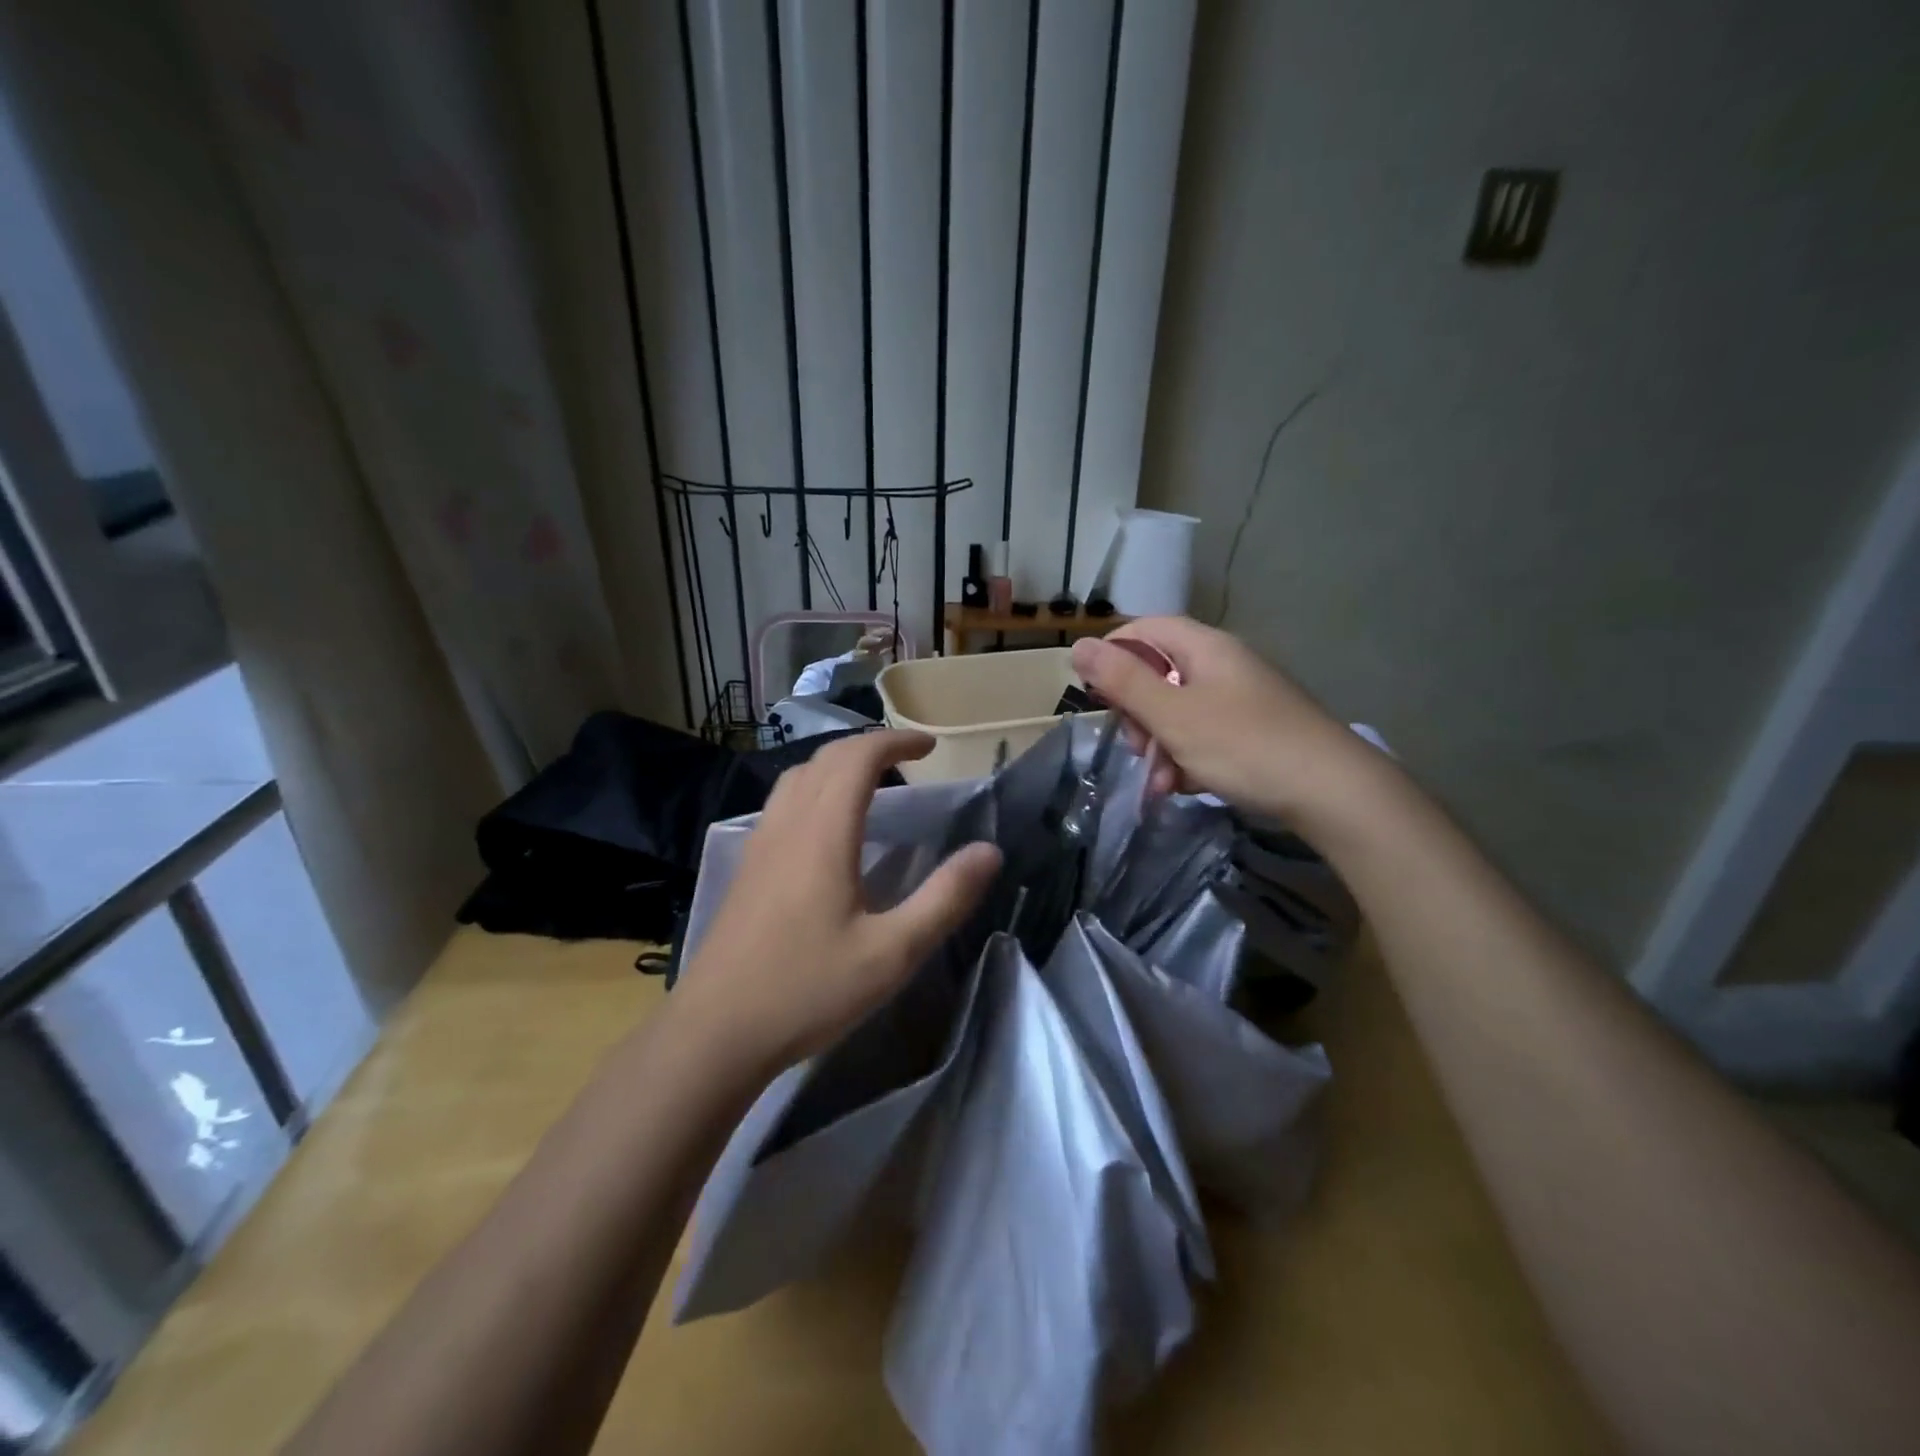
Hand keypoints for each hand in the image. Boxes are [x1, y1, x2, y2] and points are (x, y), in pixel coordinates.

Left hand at [673, 730, 1000, 1073]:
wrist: (714, 1032)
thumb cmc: (807, 990)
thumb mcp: (892, 952)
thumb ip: (944, 898)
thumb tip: (989, 852)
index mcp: (823, 833)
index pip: (858, 758)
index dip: (895, 741)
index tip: (930, 746)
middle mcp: (787, 824)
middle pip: (825, 759)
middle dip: (870, 747)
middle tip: (909, 759)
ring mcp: (759, 845)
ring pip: (797, 778)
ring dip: (837, 765)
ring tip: (871, 784)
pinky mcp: (746, 868)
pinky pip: (782, 803)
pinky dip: (814, 789)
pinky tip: (827, 829)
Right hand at [1071, 616, 1375, 818]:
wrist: (1332, 792)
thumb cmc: (1244, 745)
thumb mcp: (1173, 715)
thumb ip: (1123, 681)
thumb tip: (1079, 644)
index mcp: (1205, 647)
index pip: (1145, 629)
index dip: (1113, 654)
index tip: (1095, 693)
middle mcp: (1223, 664)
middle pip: (1159, 673)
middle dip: (1137, 714)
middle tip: (1135, 747)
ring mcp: (1239, 698)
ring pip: (1177, 711)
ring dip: (1159, 746)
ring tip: (1160, 784)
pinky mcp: (1252, 730)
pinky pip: (1203, 734)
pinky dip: (1186, 758)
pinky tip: (1184, 788)